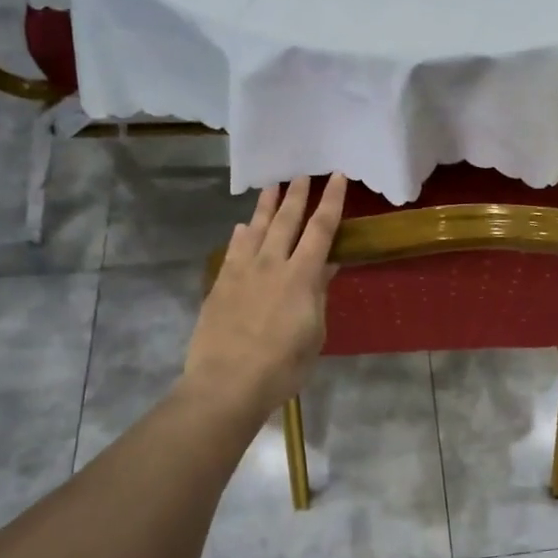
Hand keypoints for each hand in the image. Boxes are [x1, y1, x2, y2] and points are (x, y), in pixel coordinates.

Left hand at [184, 175, 346, 417]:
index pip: (321, 229)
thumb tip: (326, 265)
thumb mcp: (314, 333)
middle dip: (297, 195)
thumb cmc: (283, 366)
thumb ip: (318, 295)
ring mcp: (242, 272)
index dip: (331, 201)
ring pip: (256, 228)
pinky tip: (242, 227)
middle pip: (286, 220)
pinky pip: (233, 250)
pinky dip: (241, 234)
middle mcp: (271, 264)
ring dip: (266, 205)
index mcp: (301, 276)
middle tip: (302, 173)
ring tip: (272, 186)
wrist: (227, 383)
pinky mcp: (221, 284)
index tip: (336, 177)